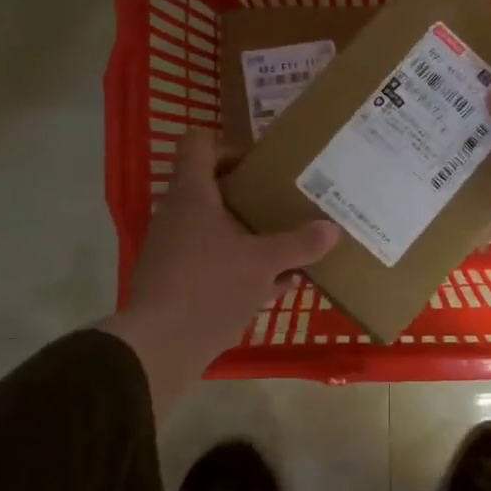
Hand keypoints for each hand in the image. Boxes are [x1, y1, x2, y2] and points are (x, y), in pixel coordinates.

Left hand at [100, 130, 341, 418]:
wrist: (159, 346)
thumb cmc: (210, 286)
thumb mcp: (264, 263)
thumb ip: (299, 243)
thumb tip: (332, 229)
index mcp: (192, 194)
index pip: (199, 144)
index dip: (230, 146)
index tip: (261, 165)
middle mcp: (177, 215)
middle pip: (212, 188)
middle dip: (252, 196)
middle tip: (284, 203)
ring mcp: (173, 250)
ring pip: (216, 229)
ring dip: (249, 234)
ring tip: (287, 244)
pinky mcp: (176, 282)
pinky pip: (214, 262)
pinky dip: (241, 267)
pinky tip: (275, 284)